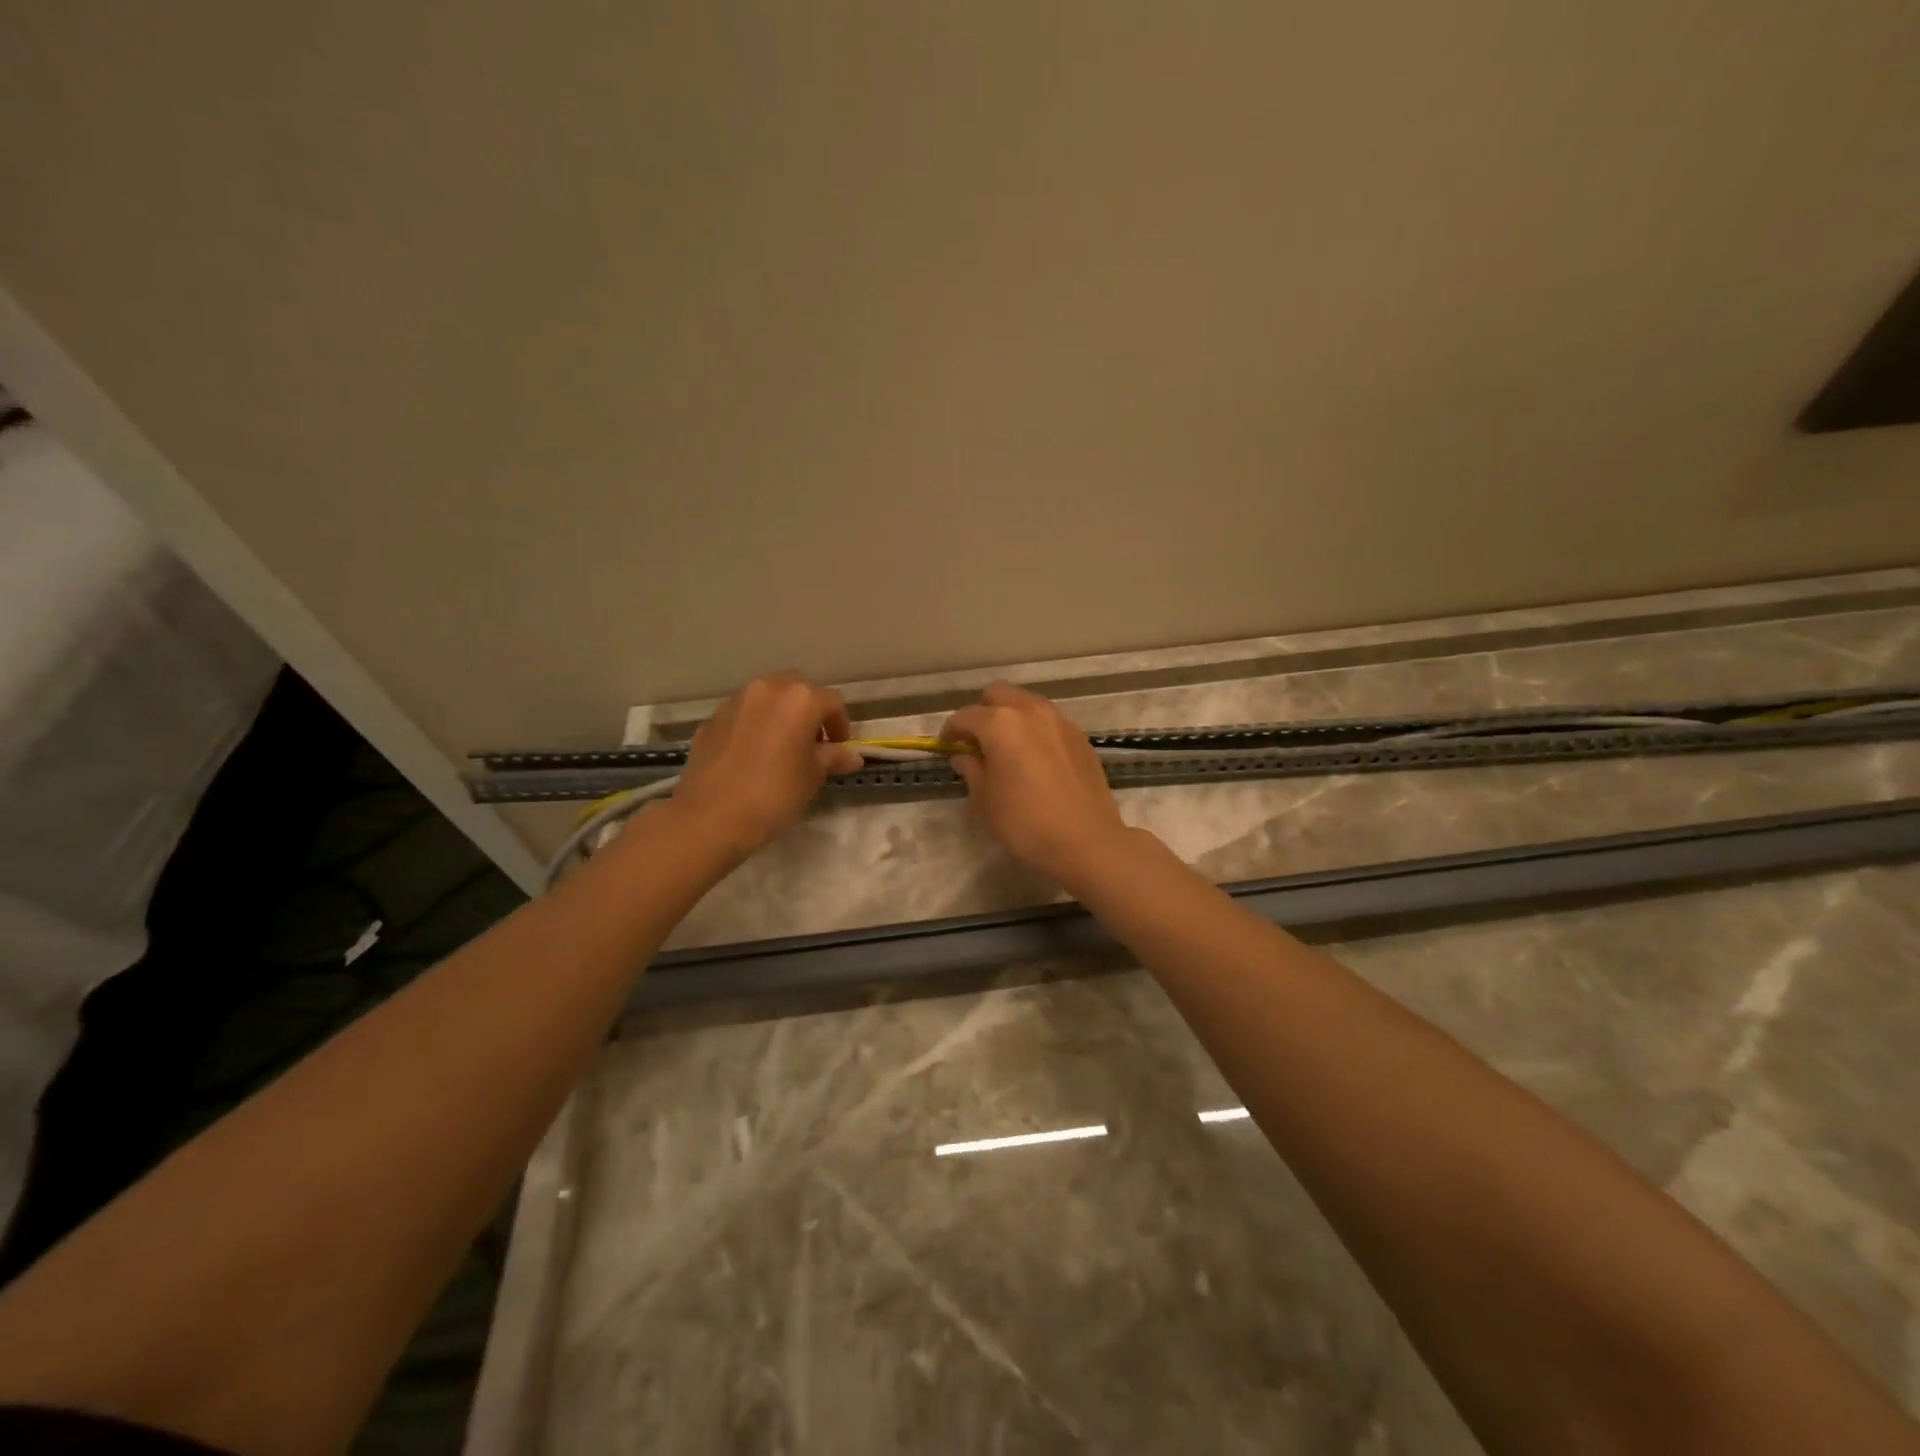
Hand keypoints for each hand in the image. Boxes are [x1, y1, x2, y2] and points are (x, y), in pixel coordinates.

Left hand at [676, 673, 863, 856]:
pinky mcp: (711, 720)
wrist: (711, 816)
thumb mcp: (812, 777)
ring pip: (767, 699)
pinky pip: (742, 715)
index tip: (838, 749)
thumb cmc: (774, 794)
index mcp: (800, 700)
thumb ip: (833, 758)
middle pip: (797, 690)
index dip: (840, 725)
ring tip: (781, 748)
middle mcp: (767, 689)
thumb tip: (851, 756)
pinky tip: (752, 756)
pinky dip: (754, 726)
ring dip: (779, 715)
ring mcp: (735, 702)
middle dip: (809, 711)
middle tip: (811, 743)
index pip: (832, 702)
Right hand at [940, 682, 1132, 885]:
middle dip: (983, 712)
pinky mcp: (1079, 737)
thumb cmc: (1025, 823)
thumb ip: (971, 769)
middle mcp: (1031, 711)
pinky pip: (1049, 721)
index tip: (947, 747)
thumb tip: (964, 755)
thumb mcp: (985, 799)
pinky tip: (1035, 759)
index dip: (951, 731)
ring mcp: (1060, 721)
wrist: (1086, 841)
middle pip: (998, 694)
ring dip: (1011, 717)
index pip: (966, 716)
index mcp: (1001, 724)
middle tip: (977, 742)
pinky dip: (1035, 730)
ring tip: (1007, 749)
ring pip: (1027, 703)